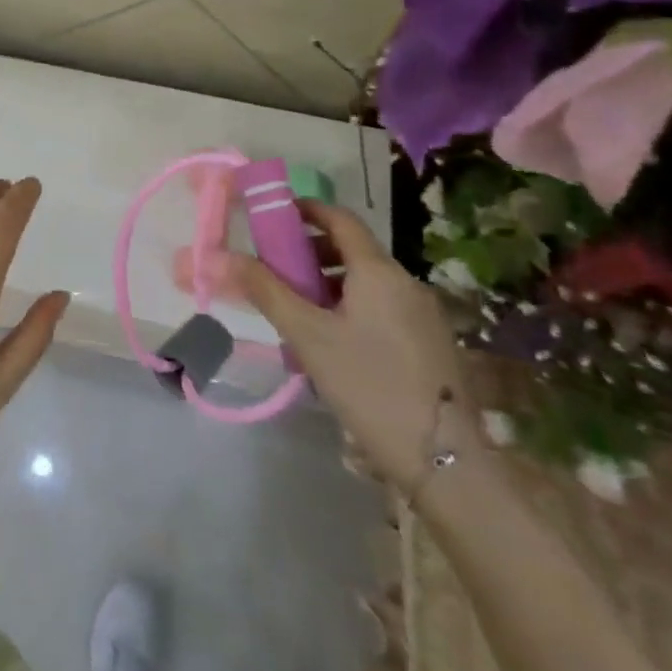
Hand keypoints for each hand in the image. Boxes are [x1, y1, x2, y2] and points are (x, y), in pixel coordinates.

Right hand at [230, 201, 474, 487]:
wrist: (447, 461)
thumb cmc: (369, 385)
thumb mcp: (308, 336)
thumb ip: (266, 291)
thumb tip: (224, 256)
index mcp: (379, 271)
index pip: (340, 219)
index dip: (307, 210)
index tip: (274, 215)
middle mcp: (406, 283)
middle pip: (353, 250)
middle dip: (311, 253)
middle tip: (276, 271)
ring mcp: (424, 314)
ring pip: (367, 282)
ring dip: (329, 284)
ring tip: (298, 312)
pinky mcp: (432, 343)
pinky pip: (383, 307)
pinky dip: (352, 307)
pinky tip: (333, 343)